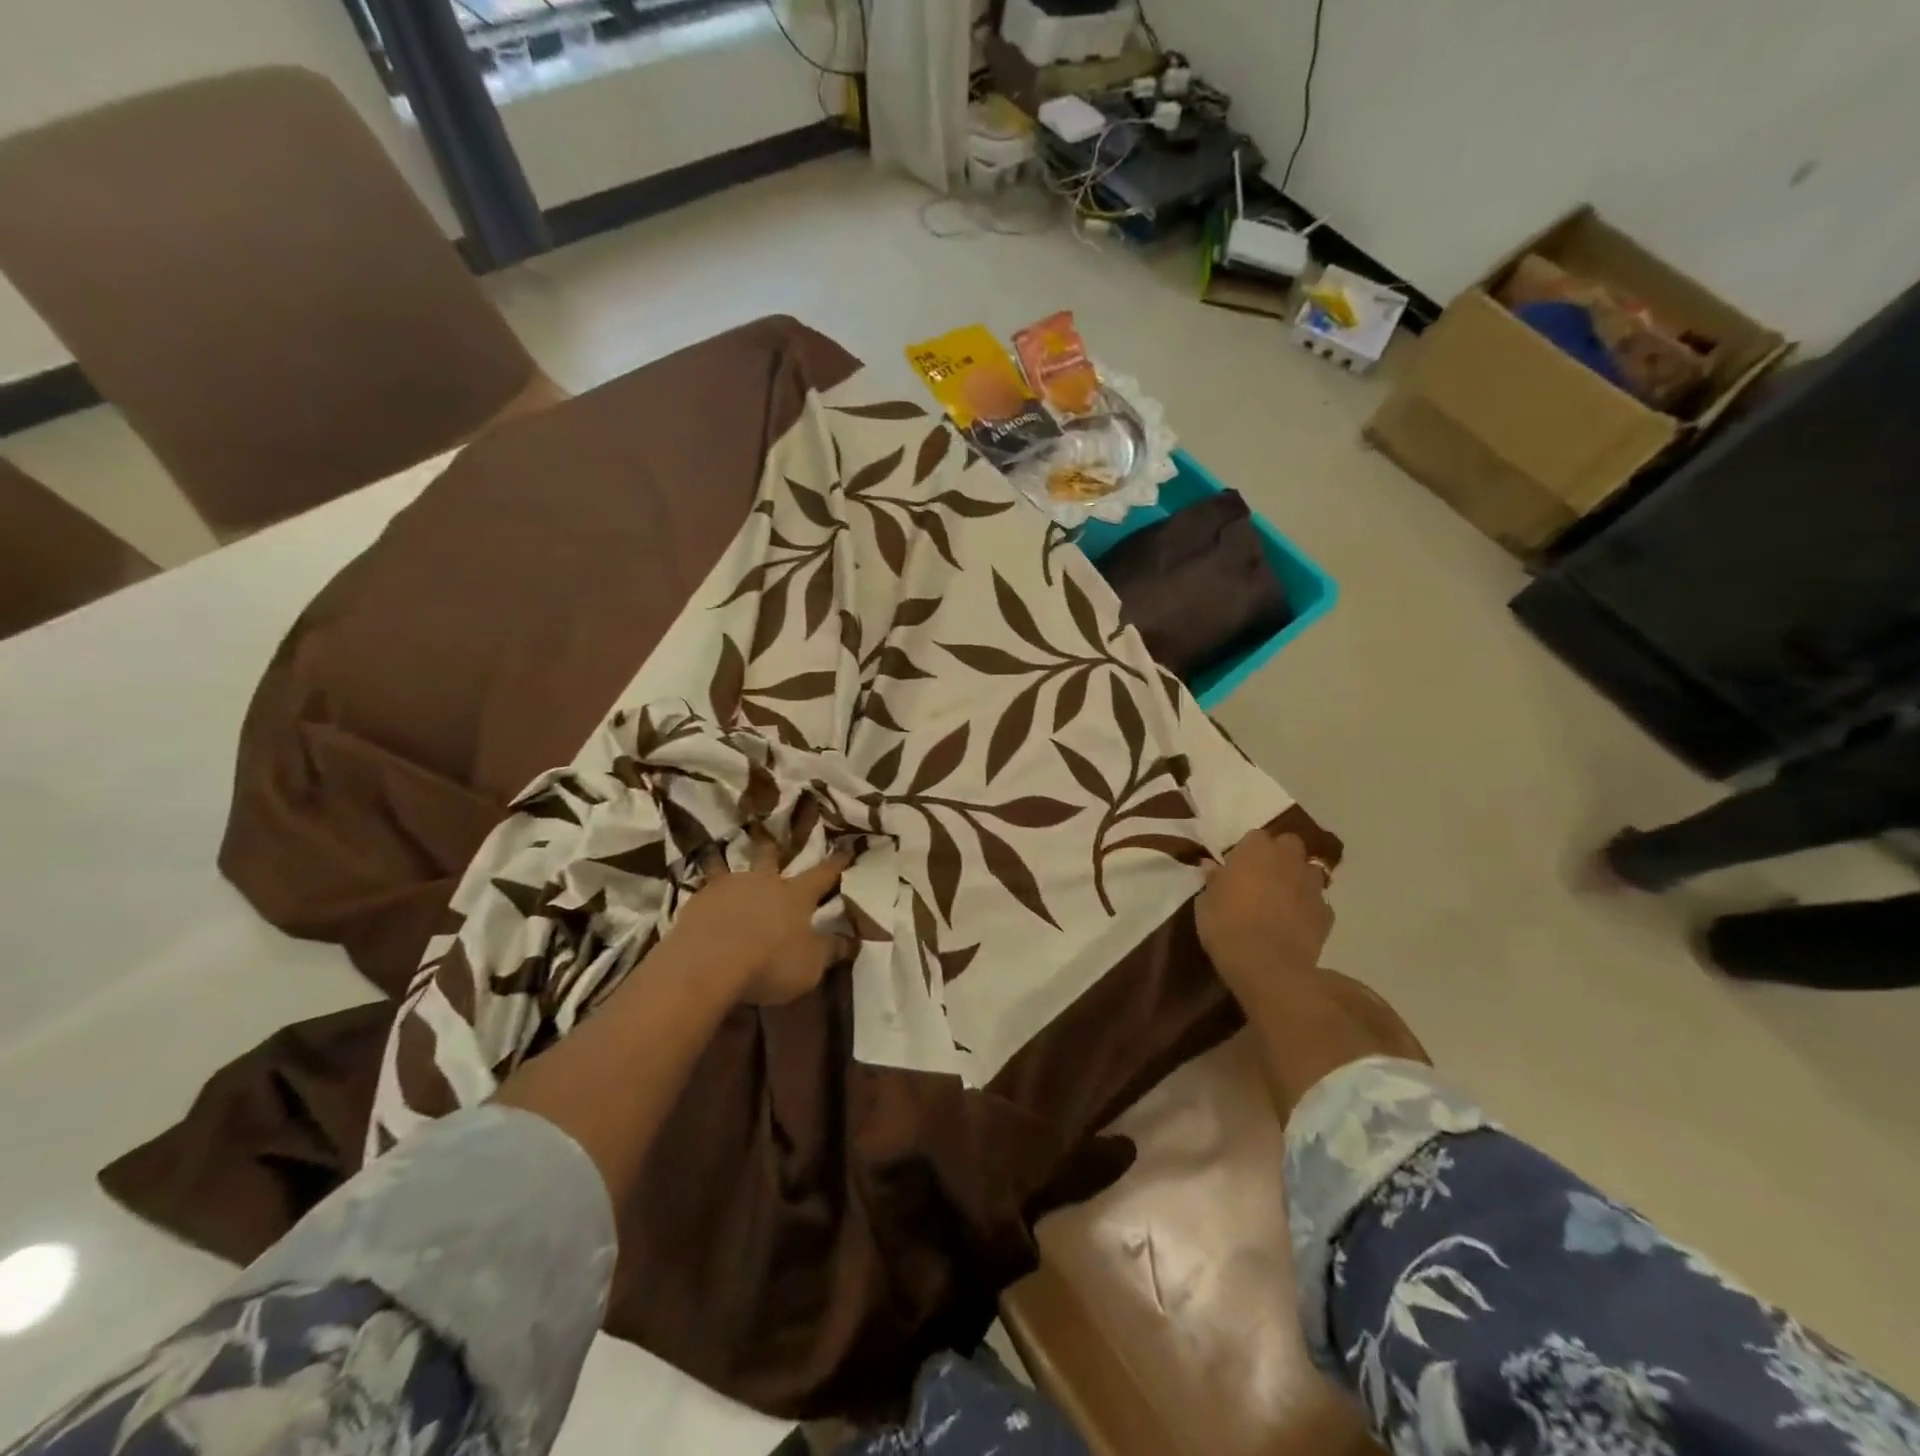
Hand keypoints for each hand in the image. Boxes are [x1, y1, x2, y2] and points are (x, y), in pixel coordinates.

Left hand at [667, 832, 854, 1004]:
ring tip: (723, 860)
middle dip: (775, 850)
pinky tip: (704, 904)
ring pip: (731, 869)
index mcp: (796, 894)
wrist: (707, 963)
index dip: (836, 863)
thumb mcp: (811, 966)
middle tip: (773, 842)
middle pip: (771, 858)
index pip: (823, 874)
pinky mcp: (697, 901)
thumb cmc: (770, 963)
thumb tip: (854, 940)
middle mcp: (764, 882)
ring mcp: (728, 887)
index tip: (846, 849)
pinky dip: (708, 895)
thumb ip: (831, 950)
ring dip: (731, 867)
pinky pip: (705, 891)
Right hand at [1195, 830, 1333, 995]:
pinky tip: (1295, 923)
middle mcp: (1288, 859)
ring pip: (1309, 871)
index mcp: (1256, 849)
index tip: (1235, 869)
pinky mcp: (1326, 914)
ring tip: (1282, 899)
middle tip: (1262, 877)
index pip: (1254, 837)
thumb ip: (1213, 880)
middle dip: (1279, 856)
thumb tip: (1212, 867)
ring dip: (1298, 879)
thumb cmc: (1226, 925)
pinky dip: (1308, 908)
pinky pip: (1317, 903)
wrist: (1266, 965)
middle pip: (1289, 845)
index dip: (1246, 852)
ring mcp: (1312, 886)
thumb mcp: (1205, 902)